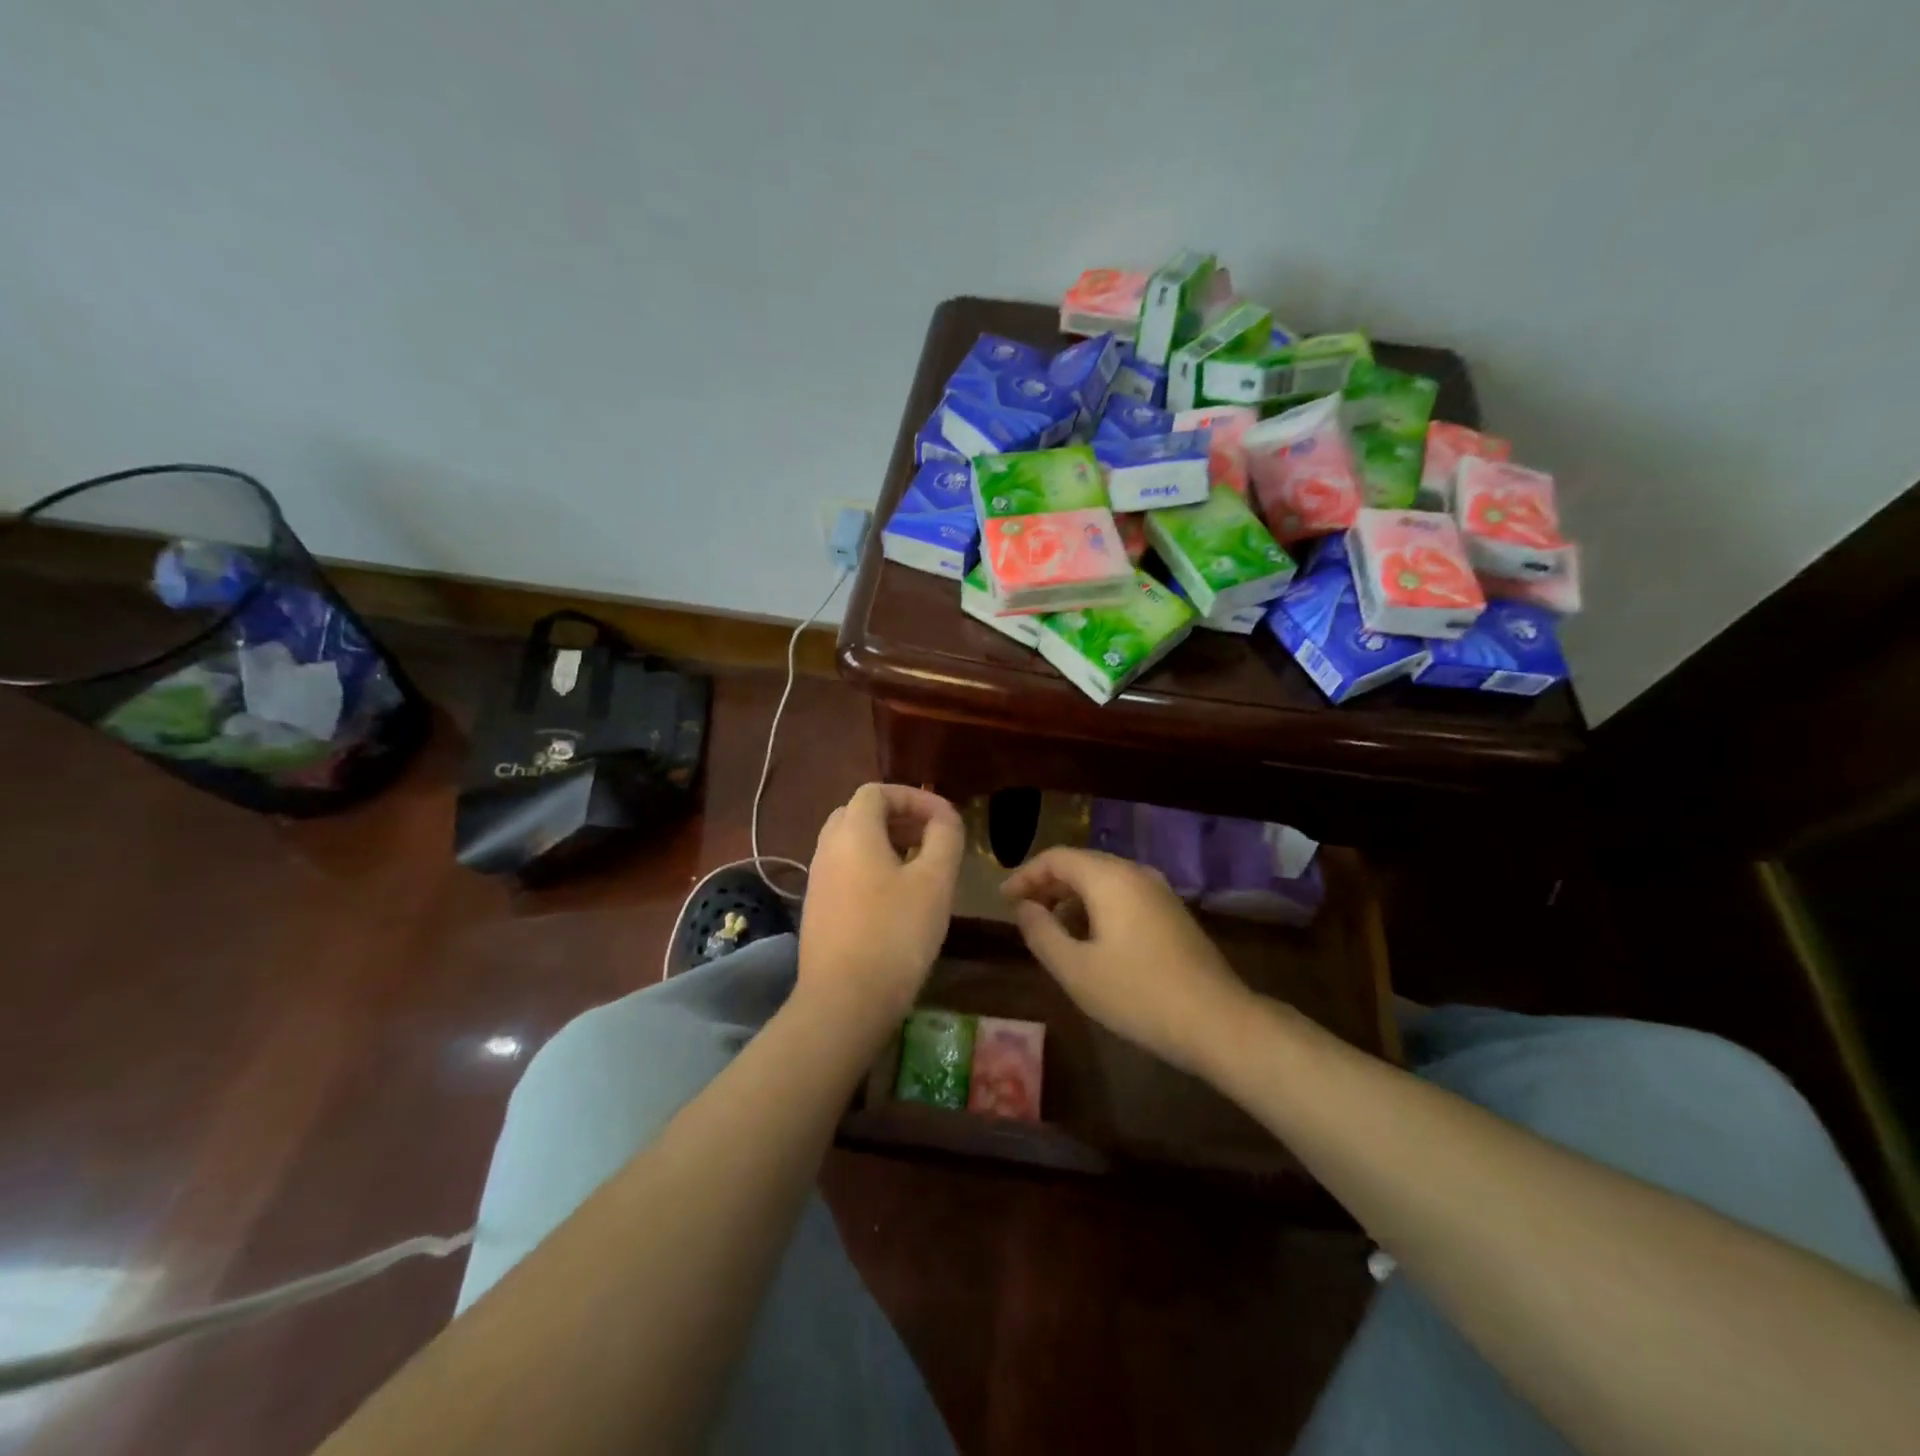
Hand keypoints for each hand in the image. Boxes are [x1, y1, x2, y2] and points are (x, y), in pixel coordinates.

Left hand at [798, 783, 963, 1026]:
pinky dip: (871, 868)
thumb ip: (945, 838)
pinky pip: (845, 871)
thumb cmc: (895, 933)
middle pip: (860, 813)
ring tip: (920, 867)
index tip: (946, 820)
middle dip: (899, 818)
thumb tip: (944, 819)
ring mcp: (817, 880)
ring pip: (851, 844)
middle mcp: (827, 848)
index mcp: (852, 832)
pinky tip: (897, 898)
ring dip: (886, 844)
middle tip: (932, 838)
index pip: (877, 791)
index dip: (914, 797)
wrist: (844, 1001)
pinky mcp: (817, 909)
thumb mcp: (934, 881)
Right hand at [1001, 848, 1253, 1073]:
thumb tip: (1023, 908)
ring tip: (1052, 929)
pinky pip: (1124, 895)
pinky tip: (1090, 940)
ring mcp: (1159, 891)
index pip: (1056, 858)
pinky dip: (1097, 907)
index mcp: (1109, 878)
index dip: (1025, 875)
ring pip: (1104, 880)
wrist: (1218, 1021)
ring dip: (1072, 897)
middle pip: (1081, 864)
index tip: (1004, 899)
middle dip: (1047, 885)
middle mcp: (1135, 873)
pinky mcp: (1172, 913)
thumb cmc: (1138, 994)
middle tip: (1023, 913)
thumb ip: (1041, 933)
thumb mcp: (1076, 970)